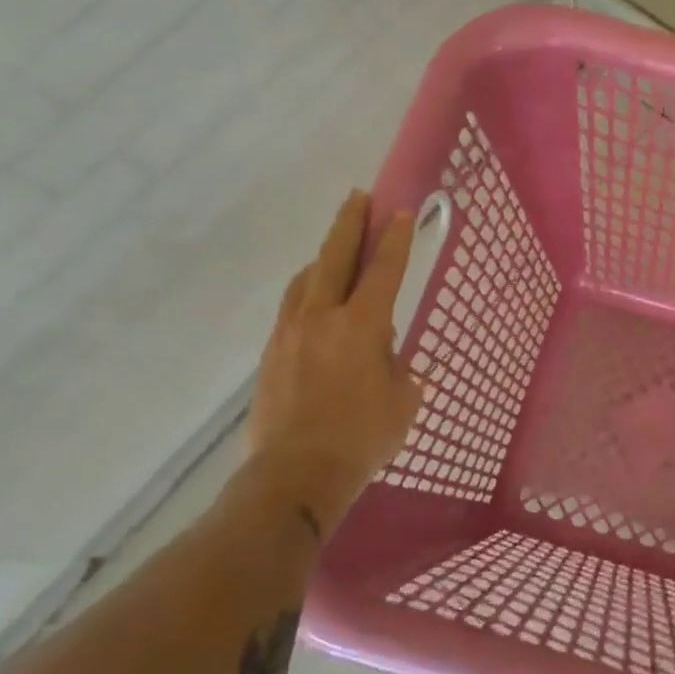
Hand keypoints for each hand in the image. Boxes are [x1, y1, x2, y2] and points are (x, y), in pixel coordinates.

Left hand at [248, 191, 422, 535]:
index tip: (401, 211)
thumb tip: (387, 358)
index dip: (395, 239)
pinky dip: (306, 291)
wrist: (295, 475)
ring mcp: (290, 334)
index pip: (384, 270)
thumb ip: (399, 369)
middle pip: (334, 258)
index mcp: (362, 326)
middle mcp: (322, 318)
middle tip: (358, 198)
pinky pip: (291, 308)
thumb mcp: (403, 401)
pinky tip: (313, 300)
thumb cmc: (362, 438)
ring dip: (323, 257)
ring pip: (305, 280)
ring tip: (335, 249)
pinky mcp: (271, 354)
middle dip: (349, 224)